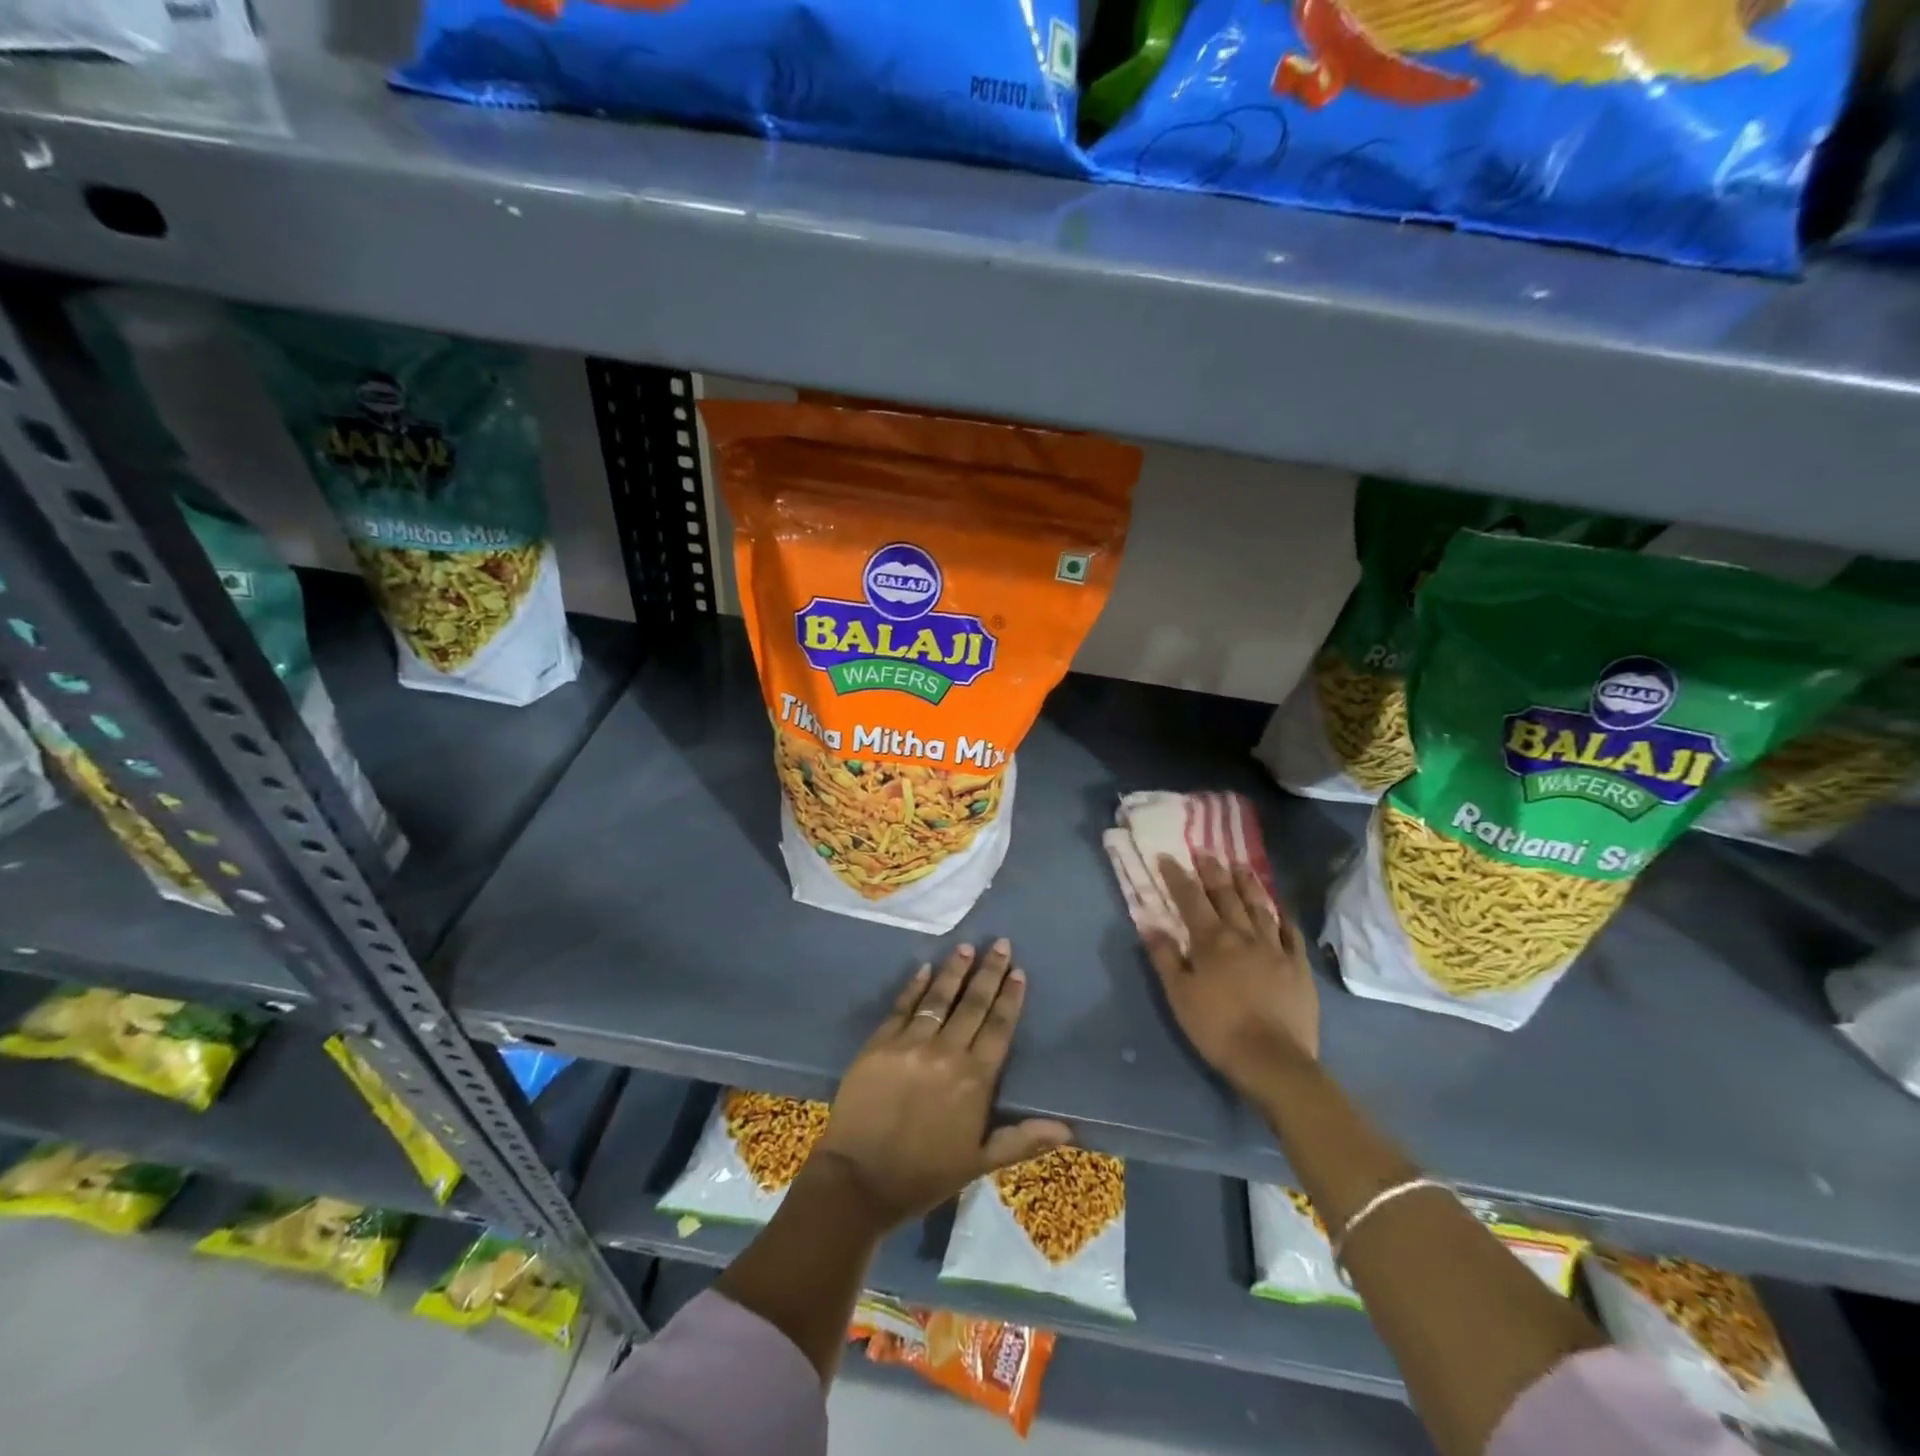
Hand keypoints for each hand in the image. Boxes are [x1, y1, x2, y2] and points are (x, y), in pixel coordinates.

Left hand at [811, 940, 1071, 1229]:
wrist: (860, 1180)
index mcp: (975, 1080)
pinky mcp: (879, 1043)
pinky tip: (924, 969)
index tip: (1018, 972)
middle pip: (973, 1004)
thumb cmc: (925, 1175)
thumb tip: (1068, 1130)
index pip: (998, 1028)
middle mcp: (946, 1053)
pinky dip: (915, 987)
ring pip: (938, 999)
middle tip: (1000, 944)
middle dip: (989, 972)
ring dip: (954, 971)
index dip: (1010, 998)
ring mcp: (910, 1044)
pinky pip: (902, 1007)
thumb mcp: (979, 1162)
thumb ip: (1022, 1140)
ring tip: (966, 947)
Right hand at [1144, 855, 1318, 1088]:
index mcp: (1211, 940)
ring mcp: (1275, 949)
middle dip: (1214, 871)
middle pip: (1227, 895)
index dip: (1178, 877)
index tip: (1167, 858)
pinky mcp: (1299, 967)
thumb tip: (1150, 924)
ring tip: (1241, 866)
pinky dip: (1284, 917)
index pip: (1191, 899)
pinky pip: (1292, 934)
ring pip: (1260, 907)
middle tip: (1206, 852)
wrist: (1272, 1059)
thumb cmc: (1217, 1027)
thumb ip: (1165, 957)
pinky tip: (1280, 908)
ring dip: (1248, 884)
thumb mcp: (1179, 994)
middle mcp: (1243, 935)